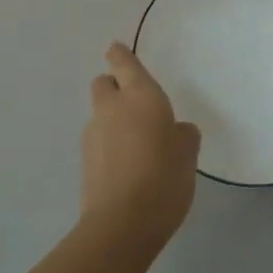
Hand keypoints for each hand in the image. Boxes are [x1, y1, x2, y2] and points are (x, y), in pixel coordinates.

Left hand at [81, 42, 199, 249]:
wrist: (122, 224)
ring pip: (100, 114)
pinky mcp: (85, 160)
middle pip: (103, 83)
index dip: (120, 54)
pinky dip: (109, 144)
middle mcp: (112, 108)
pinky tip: (126, 166)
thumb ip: (182, 134)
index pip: (124, 63)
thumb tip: (175, 130)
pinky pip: (99, 140)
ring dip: (113, 119)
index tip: (117, 48)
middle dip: (114, 85)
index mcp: (141, 96)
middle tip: (135, 103)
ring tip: (136, 144)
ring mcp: (93, 134)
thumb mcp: (188, 154)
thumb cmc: (164, 178)